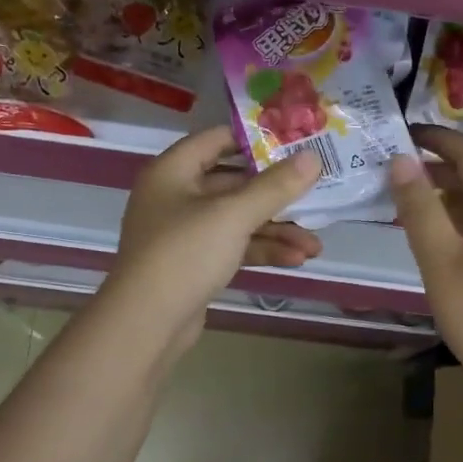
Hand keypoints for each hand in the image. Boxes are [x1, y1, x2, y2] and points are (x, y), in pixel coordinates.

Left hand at [109, 126, 323, 341]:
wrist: (146, 323)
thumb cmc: (185, 254)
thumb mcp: (233, 215)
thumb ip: (275, 186)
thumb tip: (313, 158)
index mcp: (173, 171)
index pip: (218, 139)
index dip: (256, 138)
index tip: (295, 142)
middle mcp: (176, 196)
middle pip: (234, 184)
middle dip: (277, 195)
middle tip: (316, 195)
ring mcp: (184, 232)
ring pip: (238, 220)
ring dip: (276, 230)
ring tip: (315, 245)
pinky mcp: (194, 263)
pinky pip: (233, 246)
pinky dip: (261, 250)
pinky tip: (296, 259)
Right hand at [391, 125, 462, 371]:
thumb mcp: (440, 260)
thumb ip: (419, 209)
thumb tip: (401, 160)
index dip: (438, 138)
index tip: (402, 133)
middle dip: (437, 165)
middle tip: (394, 168)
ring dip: (445, 194)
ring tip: (405, 200)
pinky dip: (455, 219)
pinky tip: (432, 236)